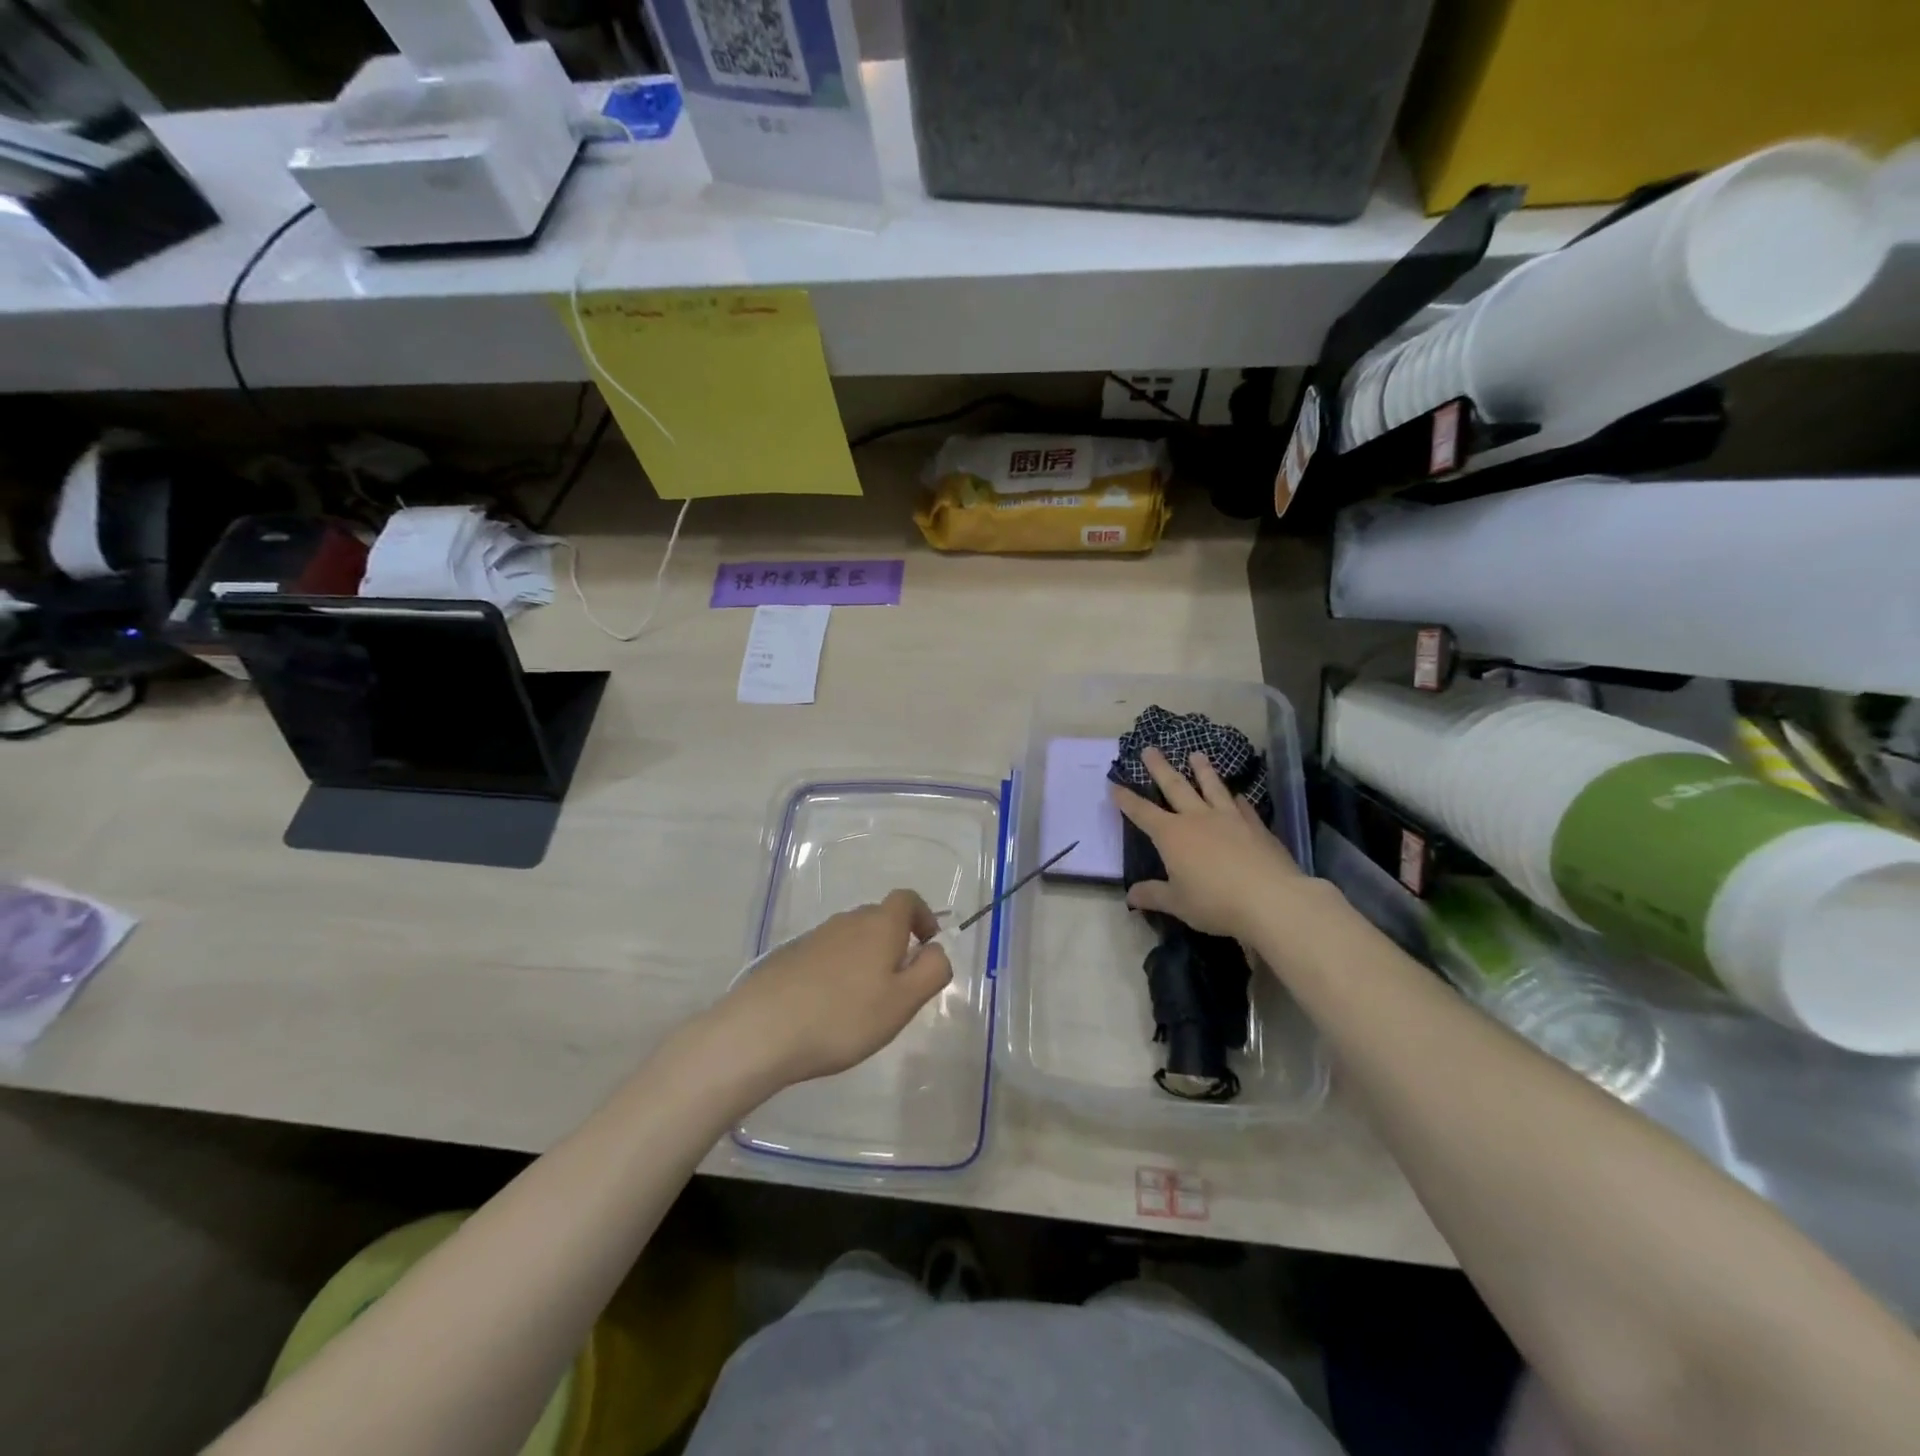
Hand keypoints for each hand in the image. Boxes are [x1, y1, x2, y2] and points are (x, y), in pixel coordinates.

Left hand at [709, 889, 952, 1089]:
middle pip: (880, 918)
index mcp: (880, 925)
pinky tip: (828, 1009)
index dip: (923, 917)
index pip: (908, 899)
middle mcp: (848, 921)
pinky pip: (826, 955)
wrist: (762, 1029)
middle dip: (895, 944)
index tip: (927, 947)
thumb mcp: (903, 1002)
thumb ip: (932, 971)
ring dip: (865, 960)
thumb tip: (937, 950)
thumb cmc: (843, 1017)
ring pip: (852, 938)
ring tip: (862, 1004)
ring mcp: (815, 936)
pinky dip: (837, 972)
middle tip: (897, 987)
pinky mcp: (790, 956)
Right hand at [1111, 746, 1306, 942]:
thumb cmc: (1215, 902)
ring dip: (1202, 770)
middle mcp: (1198, 818)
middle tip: (1149, 749)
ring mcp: (1229, 818)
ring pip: (1211, 787)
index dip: (1126, 799)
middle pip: (1175, 786)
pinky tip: (1237, 794)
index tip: (1113, 784)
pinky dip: (1236, 798)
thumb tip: (1130, 895)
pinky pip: (1242, 806)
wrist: (1271, 900)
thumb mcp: (1178, 903)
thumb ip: (1153, 895)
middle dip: (1159, 768)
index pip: (1142, 813)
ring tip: (1195, 754)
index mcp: (1172, 835)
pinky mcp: (1256, 826)